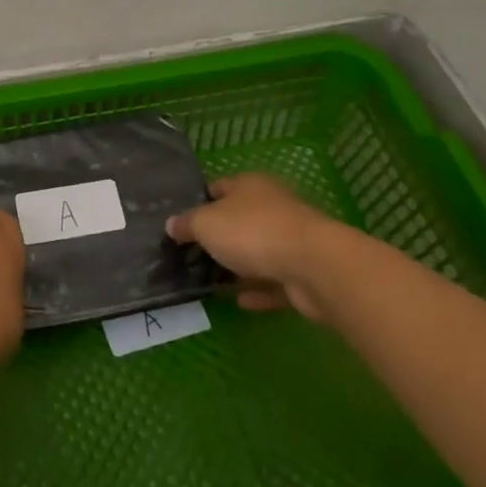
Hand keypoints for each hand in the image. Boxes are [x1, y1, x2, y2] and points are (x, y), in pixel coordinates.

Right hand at [166, 173, 360, 322]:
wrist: (314, 267)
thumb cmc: (252, 232)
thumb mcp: (206, 224)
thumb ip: (187, 224)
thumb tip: (171, 225)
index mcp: (250, 185)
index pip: (219, 187)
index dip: (199, 201)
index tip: (181, 221)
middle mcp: (272, 206)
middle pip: (240, 218)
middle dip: (220, 235)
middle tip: (193, 253)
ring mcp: (291, 239)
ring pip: (259, 251)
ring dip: (240, 265)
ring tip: (213, 280)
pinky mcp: (304, 272)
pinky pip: (275, 281)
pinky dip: (259, 289)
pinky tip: (240, 301)